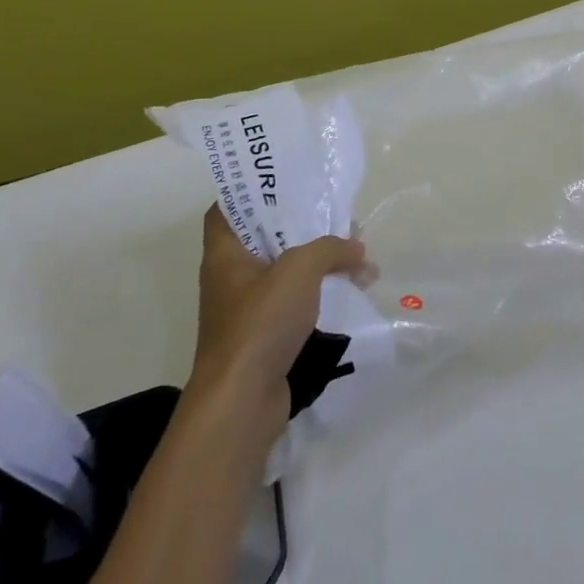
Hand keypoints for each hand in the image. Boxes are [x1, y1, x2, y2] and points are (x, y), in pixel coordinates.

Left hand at [189, 205, 370, 424]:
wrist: (242, 401)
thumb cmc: (260, 324)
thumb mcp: (300, 270)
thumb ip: (331, 249)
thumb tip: (358, 251)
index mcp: (225, 254)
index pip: (227, 209)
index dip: (252, 192)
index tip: (287, 182)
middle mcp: (231, 278)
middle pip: (265, 237)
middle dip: (303, 226)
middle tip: (337, 217)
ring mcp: (247, 309)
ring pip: (285, 271)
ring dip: (319, 262)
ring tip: (356, 256)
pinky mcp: (265, 335)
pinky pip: (294, 302)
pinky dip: (320, 293)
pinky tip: (351, 291)